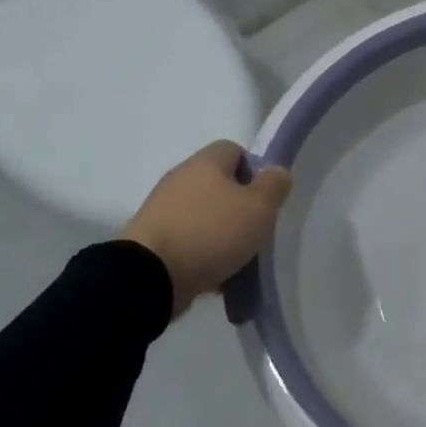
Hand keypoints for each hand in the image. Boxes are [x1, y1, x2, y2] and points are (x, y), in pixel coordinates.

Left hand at [122, 141, 292, 314]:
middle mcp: (180, 178)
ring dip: (221, 233)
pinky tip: (214, 275)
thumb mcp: (259, 207)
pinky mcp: (150, 239)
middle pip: (219, 185)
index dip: (255, 170)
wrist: (149, 276)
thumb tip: (276, 172)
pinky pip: (187, 240)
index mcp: (205, 162)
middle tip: (255, 230)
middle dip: (239, 206)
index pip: (235, 150)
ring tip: (237, 259)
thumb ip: (274, 185)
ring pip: (203, 215)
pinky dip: (201, 254)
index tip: (266, 198)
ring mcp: (161, 209)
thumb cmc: (211, 232)